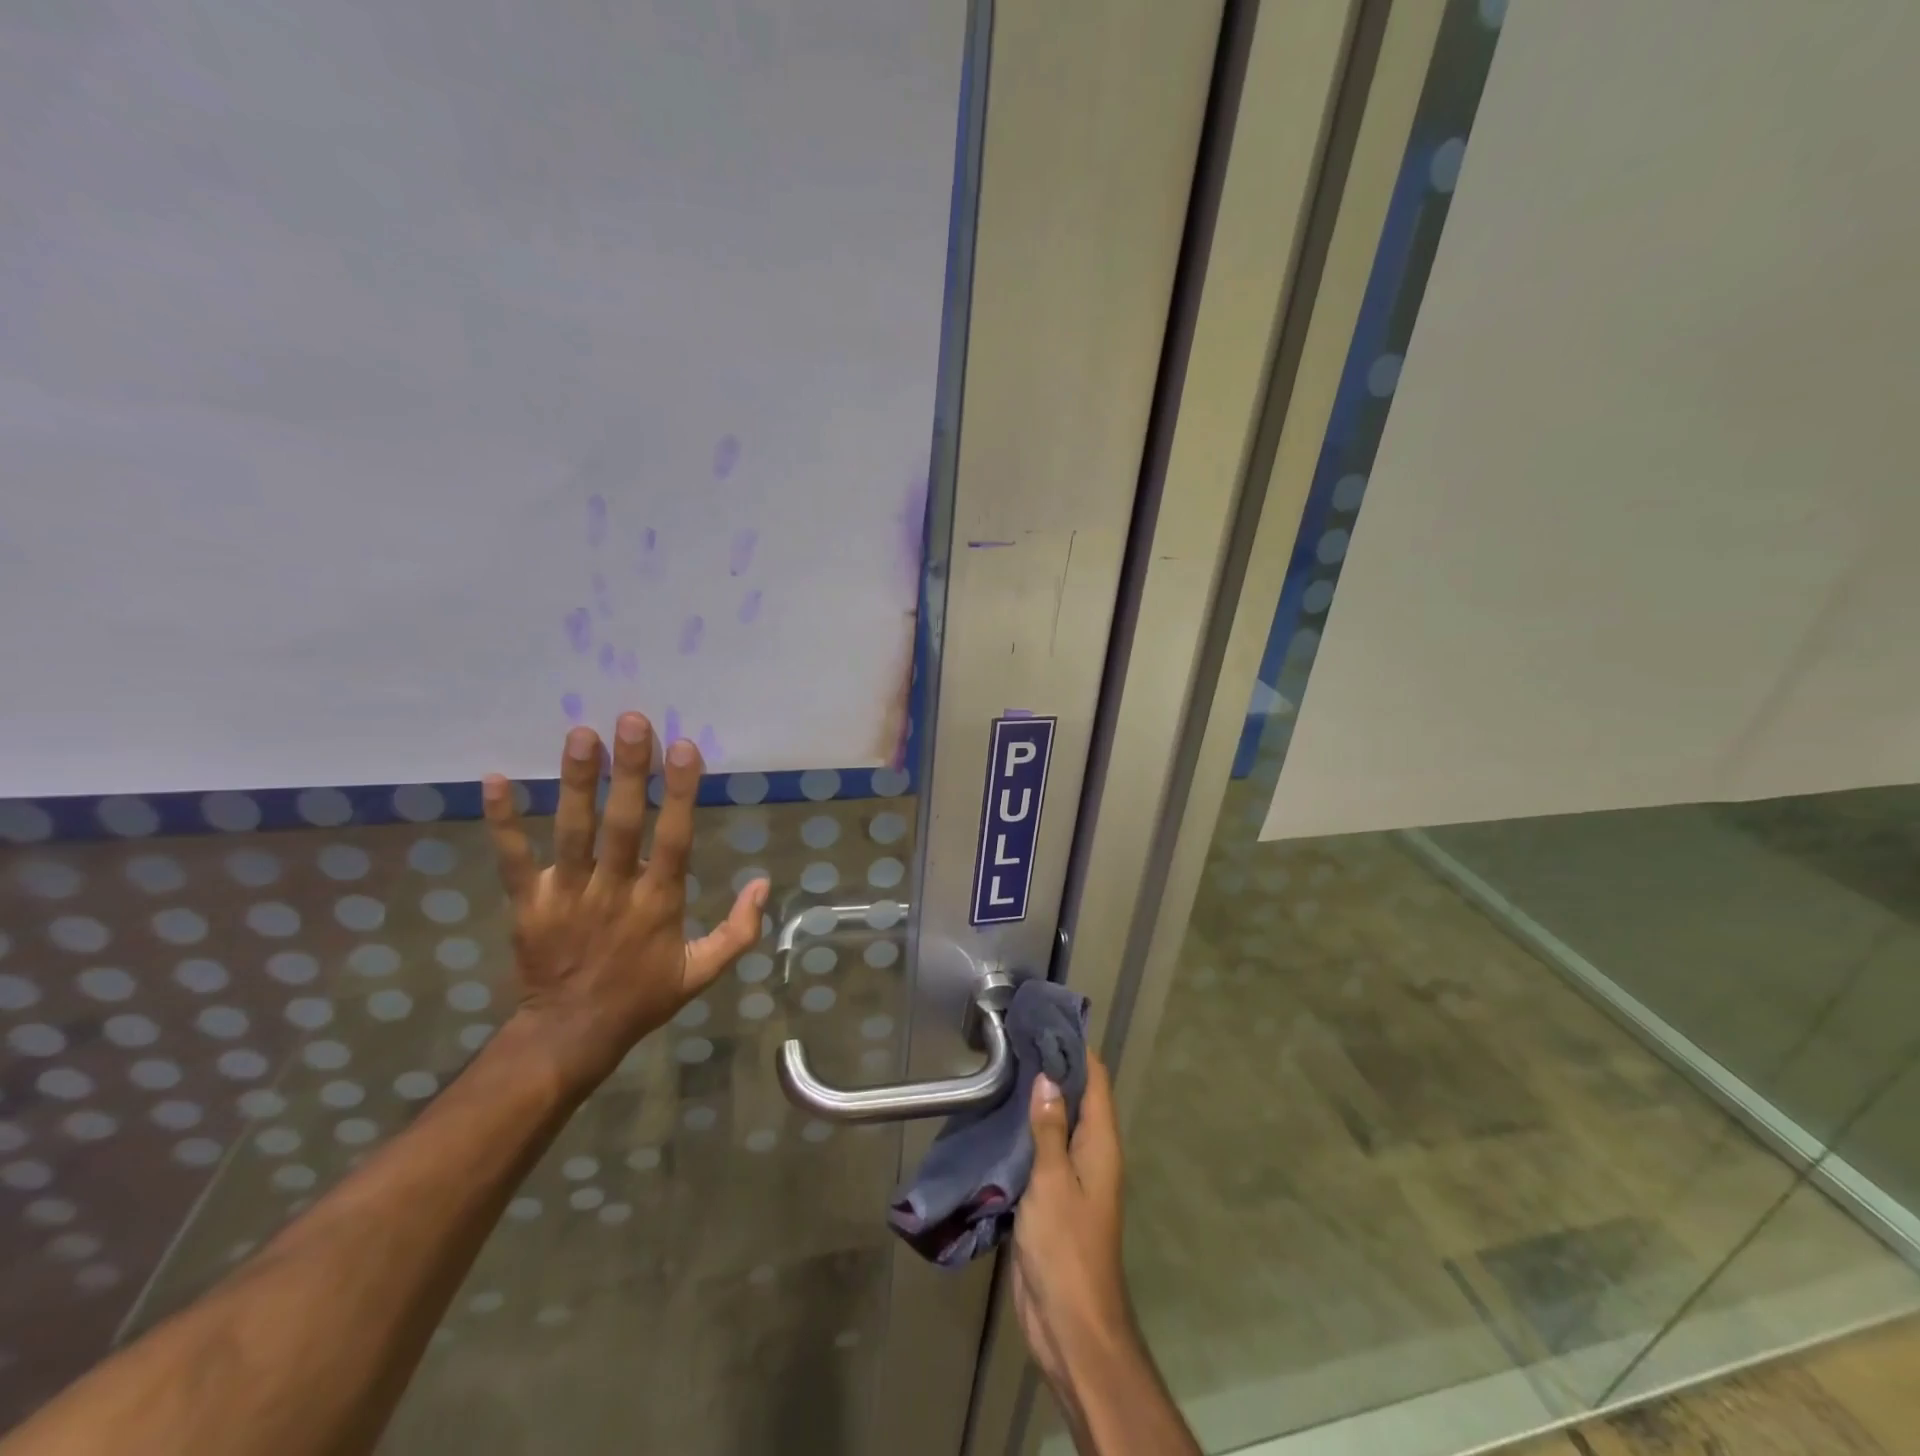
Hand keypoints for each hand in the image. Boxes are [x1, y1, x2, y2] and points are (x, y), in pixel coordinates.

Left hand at [482, 712, 768, 1096]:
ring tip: (580, 734)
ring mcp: (567, 896)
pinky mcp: (528, 904)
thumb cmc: (643, 997)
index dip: (680, 794)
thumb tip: (764, 883)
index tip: (684, 748)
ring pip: (573, 832)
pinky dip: (503, 821)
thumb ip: (739, 930)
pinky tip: (496, 779)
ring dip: (576, 782)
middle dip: (629, 771)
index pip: (674, 840)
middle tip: (632, 721)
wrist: (570, 1035)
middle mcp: (614, 891)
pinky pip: (512, 859)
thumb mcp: (703, 972)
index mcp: (659, 904)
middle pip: (622, 825)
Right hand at [1012, 1054, 1134, 1394]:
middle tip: (1014, 1037)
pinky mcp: (1049, 1198)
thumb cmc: (1067, 1249)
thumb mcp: (1053, 1182)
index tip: (1046, 1019)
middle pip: (1074, 1097)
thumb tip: (1047, 1076)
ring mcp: (1070, 1177)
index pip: (1095, 1080)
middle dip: (1050, 1067)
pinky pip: (1039, 1151)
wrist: (1070, 1327)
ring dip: (1034, 1099)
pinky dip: (1023, 1130)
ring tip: (1000, 1067)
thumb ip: (1049, 1129)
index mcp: (1101, 1145)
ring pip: (1054, 1123)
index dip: (1076, 1048)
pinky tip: (995, 1118)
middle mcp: (1090, 1154)